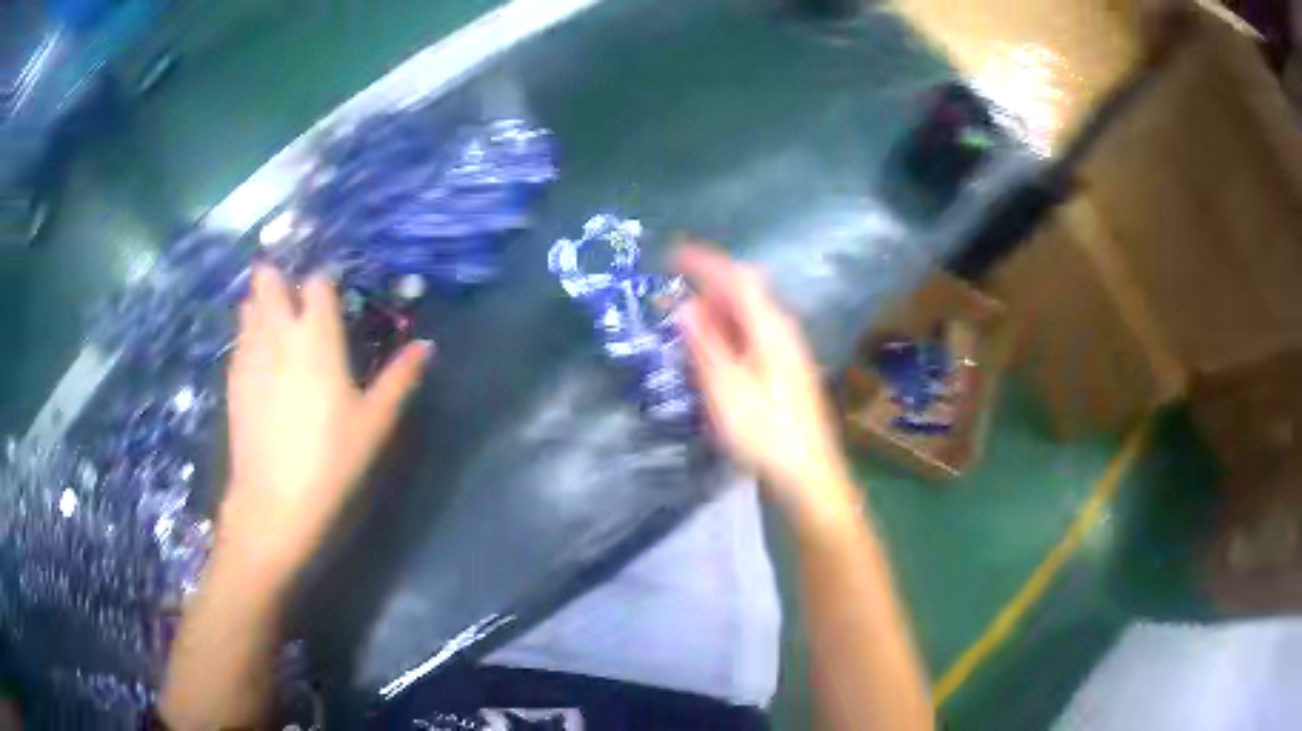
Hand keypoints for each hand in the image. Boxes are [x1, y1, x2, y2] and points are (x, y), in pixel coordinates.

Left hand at [219, 265, 432, 580]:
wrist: (275, 503)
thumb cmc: (331, 460)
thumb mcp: (375, 423)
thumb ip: (400, 378)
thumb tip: (426, 346)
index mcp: (316, 335)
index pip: (317, 282)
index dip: (325, 283)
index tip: (334, 297)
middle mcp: (278, 332)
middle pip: (268, 280)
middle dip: (280, 278)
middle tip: (296, 300)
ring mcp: (249, 355)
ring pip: (248, 306)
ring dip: (261, 304)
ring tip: (277, 324)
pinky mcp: (233, 380)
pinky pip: (239, 340)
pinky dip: (249, 336)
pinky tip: (262, 361)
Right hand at [675, 244, 857, 526]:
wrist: (807, 475)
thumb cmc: (765, 432)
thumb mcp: (726, 388)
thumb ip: (705, 344)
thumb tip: (684, 306)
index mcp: (771, 328)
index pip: (737, 278)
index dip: (704, 261)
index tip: (671, 253)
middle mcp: (782, 332)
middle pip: (745, 293)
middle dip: (708, 283)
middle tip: (671, 288)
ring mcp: (786, 353)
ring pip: (747, 316)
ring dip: (715, 310)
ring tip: (682, 318)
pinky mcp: (784, 374)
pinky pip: (750, 337)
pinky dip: (725, 333)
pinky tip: (709, 350)